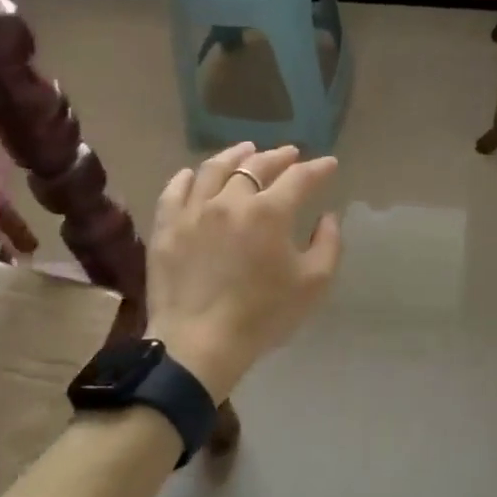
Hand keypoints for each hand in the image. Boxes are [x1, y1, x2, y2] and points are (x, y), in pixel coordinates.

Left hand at [143, 143, 343, 403]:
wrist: (199, 345)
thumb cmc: (263, 315)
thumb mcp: (314, 283)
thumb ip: (329, 243)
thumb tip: (327, 217)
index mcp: (270, 211)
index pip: (300, 177)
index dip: (318, 168)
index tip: (329, 164)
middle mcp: (231, 200)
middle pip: (256, 165)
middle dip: (278, 156)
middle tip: (290, 154)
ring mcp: (194, 211)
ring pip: (214, 169)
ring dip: (235, 155)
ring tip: (246, 150)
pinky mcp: (167, 228)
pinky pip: (175, 190)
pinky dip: (188, 177)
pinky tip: (195, 174)